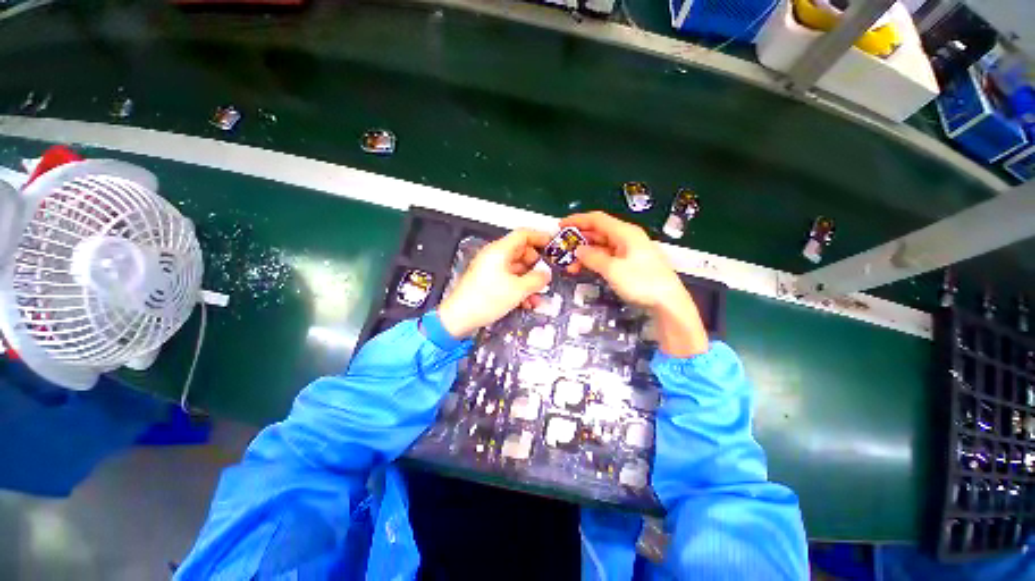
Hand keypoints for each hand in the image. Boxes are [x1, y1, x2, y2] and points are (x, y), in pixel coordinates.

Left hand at [437, 229, 551, 338]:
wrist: (459, 317)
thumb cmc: (485, 299)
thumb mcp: (518, 289)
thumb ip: (537, 279)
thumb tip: (546, 274)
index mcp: (499, 251)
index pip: (523, 234)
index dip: (539, 237)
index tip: (552, 244)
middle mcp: (494, 256)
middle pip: (521, 252)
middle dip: (536, 264)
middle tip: (545, 275)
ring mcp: (490, 269)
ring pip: (516, 268)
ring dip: (529, 280)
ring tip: (538, 294)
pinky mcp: (488, 281)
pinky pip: (509, 279)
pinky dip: (519, 287)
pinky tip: (526, 302)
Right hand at [560, 212, 707, 356]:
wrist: (668, 303)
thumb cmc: (642, 282)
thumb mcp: (613, 270)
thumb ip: (593, 258)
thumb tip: (578, 250)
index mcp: (625, 233)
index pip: (597, 219)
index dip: (577, 221)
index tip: (560, 226)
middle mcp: (627, 238)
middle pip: (598, 232)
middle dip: (579, 240)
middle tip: (562, 250)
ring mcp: (629, 251)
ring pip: (601, 246)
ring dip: (585, 253)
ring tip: (570, 266)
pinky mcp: (630, 263)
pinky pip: (607, 257)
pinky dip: (595, 261)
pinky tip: (585, 269)